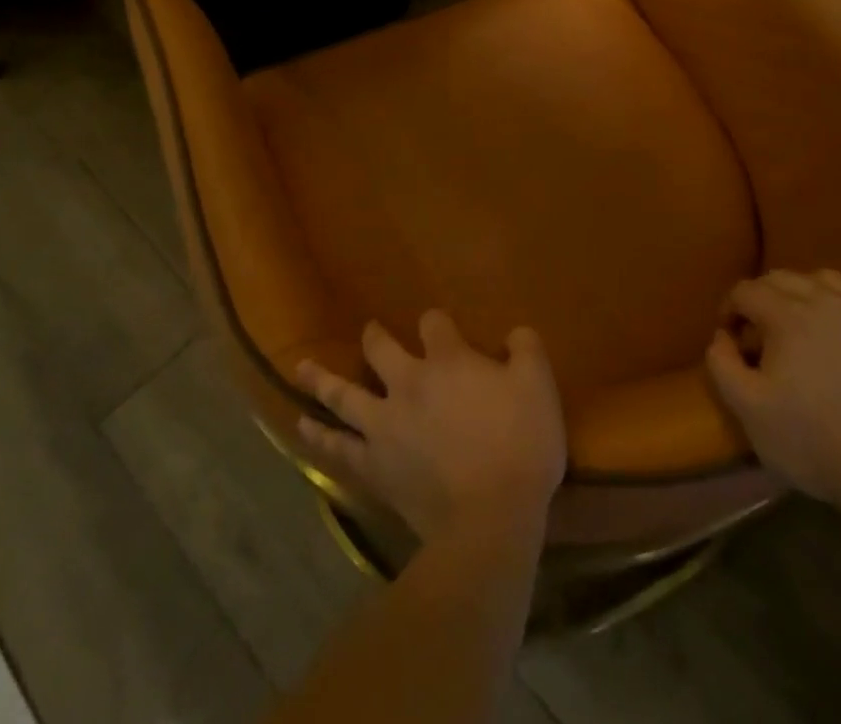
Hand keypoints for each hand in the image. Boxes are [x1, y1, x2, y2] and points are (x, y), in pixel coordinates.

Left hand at [296, 312, 566, 541]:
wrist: (491, 517)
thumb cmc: (520, 446)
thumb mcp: (539, 386)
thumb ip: (526, 349)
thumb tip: (514, 332)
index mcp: (448, 360)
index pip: (434, 323)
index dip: (437, 322)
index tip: (441, 327)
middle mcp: (409, 382)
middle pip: (380, 348)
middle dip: (375, 337)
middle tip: (370, 331)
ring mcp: (385, 424)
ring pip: (344, 393)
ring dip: (323, 379)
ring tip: (302, 368)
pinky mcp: (374, 465)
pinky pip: (338, 448)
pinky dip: (319, 436)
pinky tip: (302, 427)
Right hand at [705, 270, 840, 516]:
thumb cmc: (816, 443)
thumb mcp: (748, 410)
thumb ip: (722, 363)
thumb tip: (722, 336)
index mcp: (788, 313)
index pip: (746, 290)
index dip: (731, 310)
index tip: (733, 338)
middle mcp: (830, 299)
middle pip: (785, 278)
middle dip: (765, 299)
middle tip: (765, 333)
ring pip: (829, 282)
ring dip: (809, 296)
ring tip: (809, 328)